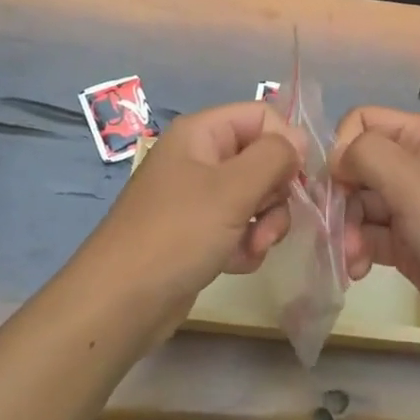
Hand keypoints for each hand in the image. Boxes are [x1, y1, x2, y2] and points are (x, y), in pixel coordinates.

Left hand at [90, 100, 304, 311]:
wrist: (120, 303)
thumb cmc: (177, 234)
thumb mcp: (232, 189)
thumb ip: (274, 157)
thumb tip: (298, 141)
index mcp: (201, 133)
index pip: (262, 116)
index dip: (286, 143)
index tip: (299, 180)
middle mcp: (199, 157)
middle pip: (262, 158)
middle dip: (275, 194)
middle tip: (268, 222)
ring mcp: (198, 197)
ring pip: (255, 196)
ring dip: (264, 224)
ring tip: (252, 248)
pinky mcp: (198, 233)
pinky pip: (239, 227)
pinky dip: (245, 245)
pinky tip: (234, 263)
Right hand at [330, 106, 419, 347]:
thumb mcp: (411, 179)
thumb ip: (365, 154)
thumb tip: (335, 159)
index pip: (364, 121)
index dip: (344, 147)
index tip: (338, 180)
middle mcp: (416, 166)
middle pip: (357, 165)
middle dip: (340, 195)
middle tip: (334, 226)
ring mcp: (412, 207)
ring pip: (359, 204)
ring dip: (346, 228)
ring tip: (350, 256)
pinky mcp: (408, 244)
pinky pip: (369, 236)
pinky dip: (357, 250)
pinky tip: (355, 270)